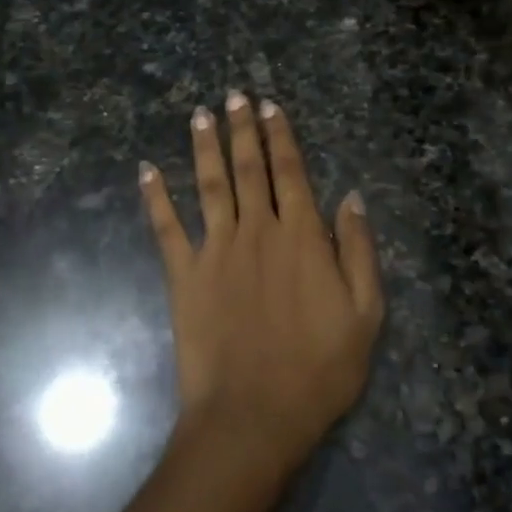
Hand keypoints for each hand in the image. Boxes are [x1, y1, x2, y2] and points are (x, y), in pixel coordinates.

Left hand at [139, 93, 383, 474]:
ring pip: (209, 184)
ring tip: (200, 114)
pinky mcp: (184, 276)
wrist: (254, 416)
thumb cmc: (319, 369)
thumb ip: (358, 250)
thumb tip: (351, 197)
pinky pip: (166, 228)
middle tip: (234, 94)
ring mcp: (216, 250)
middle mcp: (256, 230)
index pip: (290, 172)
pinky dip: (155, 197)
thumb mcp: (365, 313)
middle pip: (248, 168)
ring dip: (204, 146)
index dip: (281, 136)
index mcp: (301, 236)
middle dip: (242, 128)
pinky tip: (146, 170)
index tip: (271, 106)